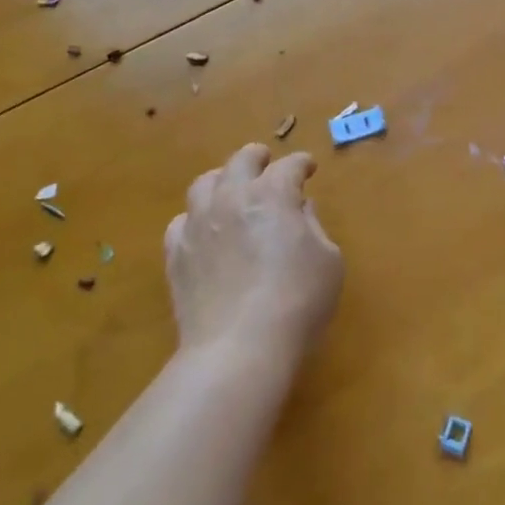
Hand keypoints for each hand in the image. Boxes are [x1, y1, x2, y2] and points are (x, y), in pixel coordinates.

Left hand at [165, 144, 342, 366]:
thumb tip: (300, 209)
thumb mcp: (328, 260)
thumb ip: (314, 226)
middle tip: (266, 162)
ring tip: (230, 189)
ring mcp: (198, 224)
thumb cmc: (298, 301)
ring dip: (222, 180)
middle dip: (257, 157)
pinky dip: (195, 218)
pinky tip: (204, 230)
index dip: (301, 164)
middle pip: (241, 161)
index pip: (289, 166)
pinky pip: (181, 222)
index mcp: (273, 194)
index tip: (308, 168)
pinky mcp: (176, 254)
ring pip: (204, 184)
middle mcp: (232, 198)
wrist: (239, 347)